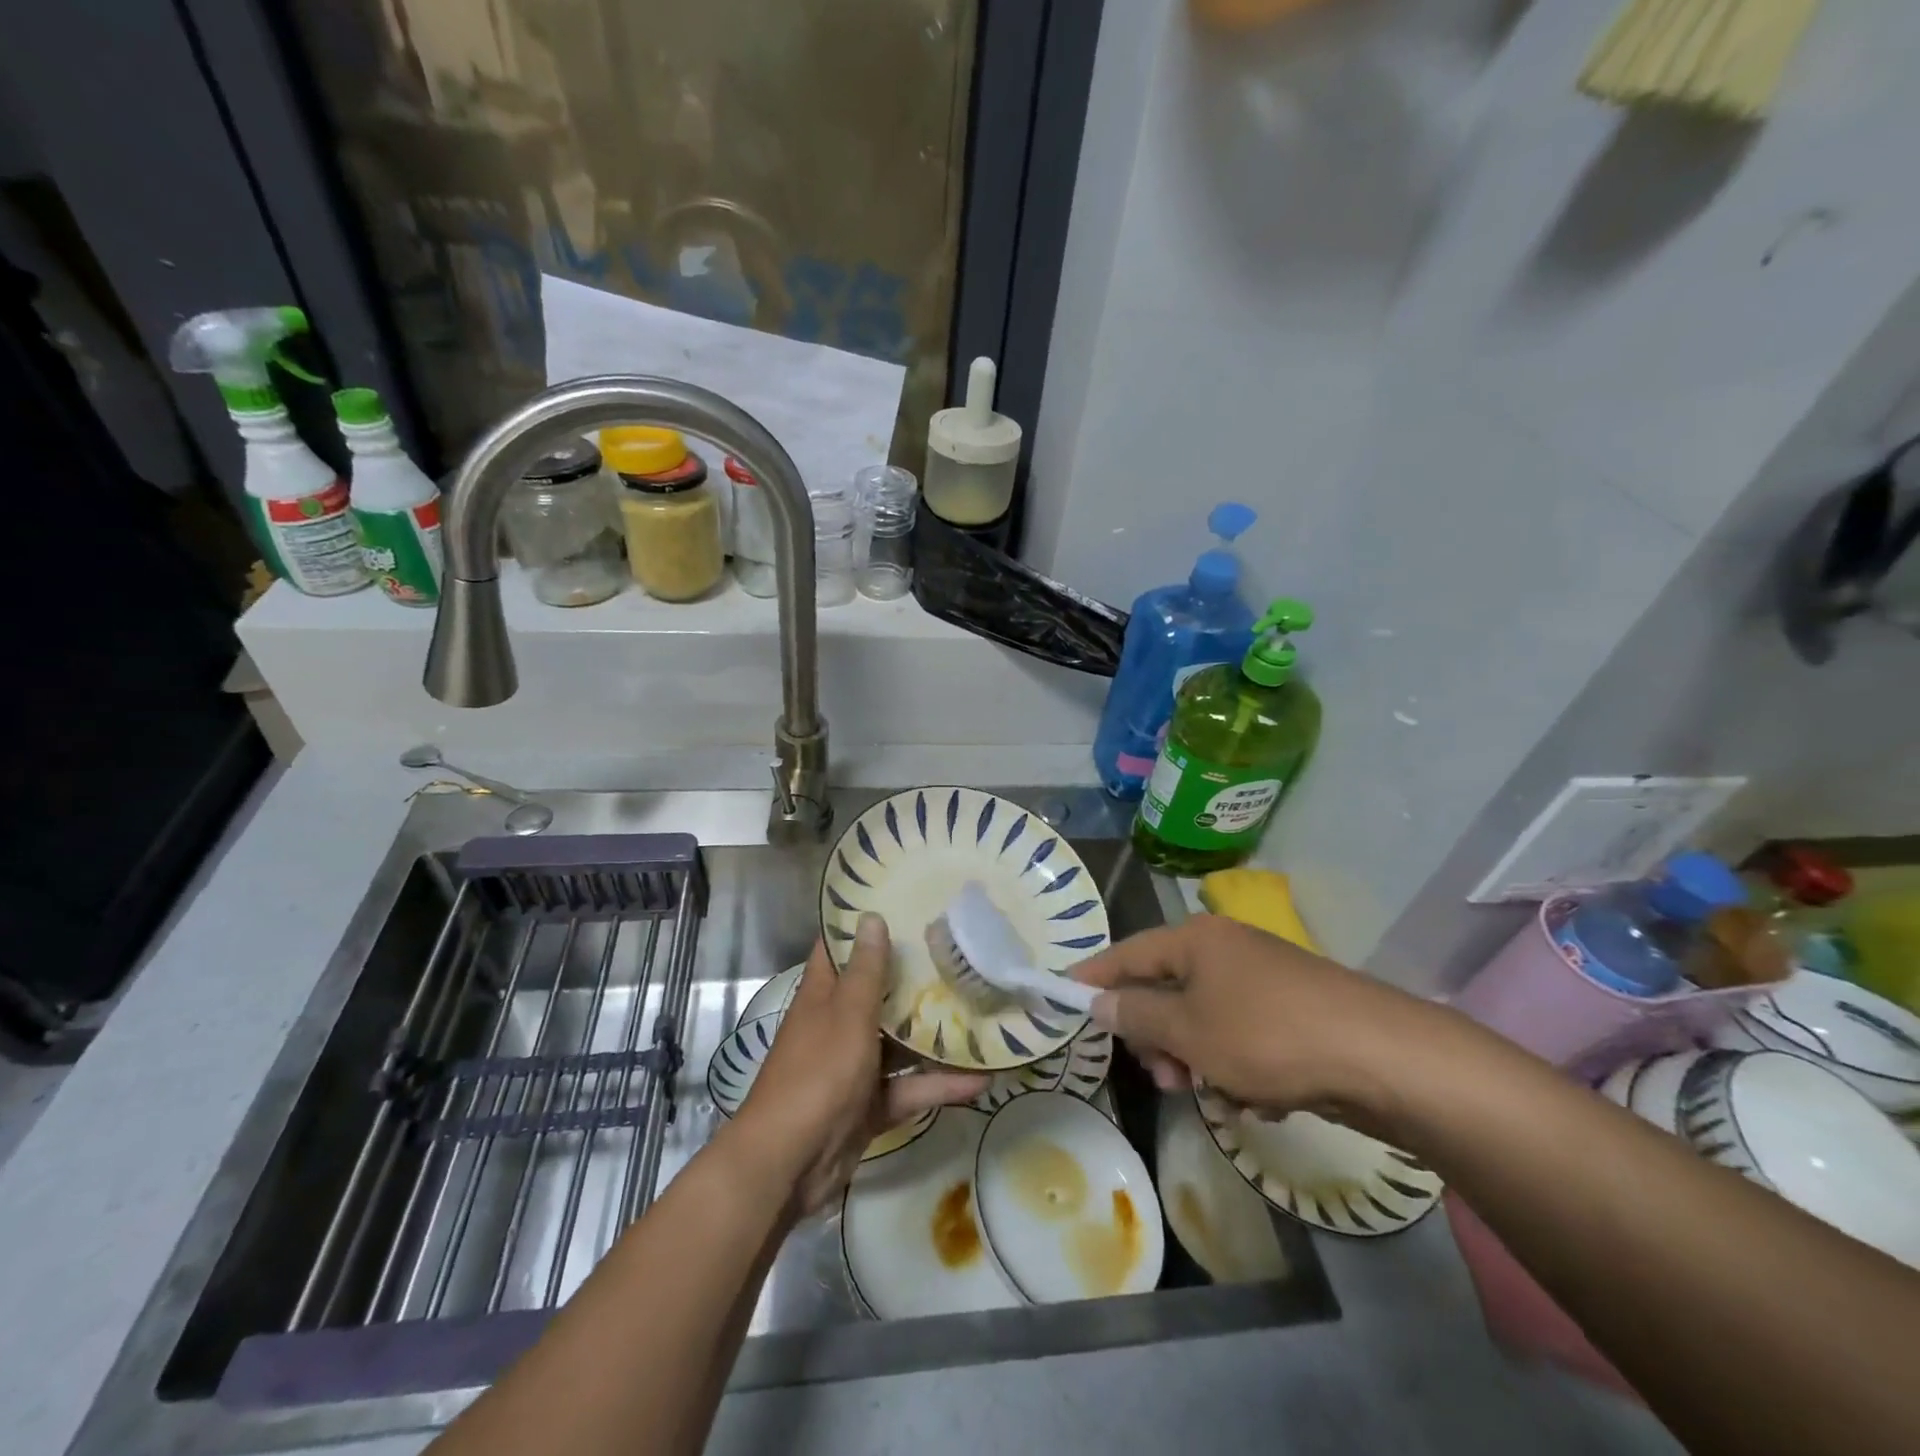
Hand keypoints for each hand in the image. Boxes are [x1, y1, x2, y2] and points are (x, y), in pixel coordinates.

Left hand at [733, 917, 986, 1213]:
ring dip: (935, 1034)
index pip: (840, 948)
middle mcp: (838, 1023)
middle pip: (878, 992)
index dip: (864, 925)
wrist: (789, 1163)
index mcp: (823, 994)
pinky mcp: (871, 1103)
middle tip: (959, 953)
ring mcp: (855, 1065)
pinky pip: (910, 1086)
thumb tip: (872, 916)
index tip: (904, 903)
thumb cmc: (817, 1073)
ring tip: (982, 1012)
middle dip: (914, 977)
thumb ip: (866, 971)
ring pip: (900, 1041)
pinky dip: (940, 1084)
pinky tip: (982, 1079)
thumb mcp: (847, 1014)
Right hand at [1072, 915, 1441, 1133]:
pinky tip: (1262, 1097)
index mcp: (1195, 940)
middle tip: (1166, 1079)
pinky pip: (1243, 1039)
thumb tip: (1097, 1002)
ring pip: (1205, 1022)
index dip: (1094, 977)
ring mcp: (1263, 981)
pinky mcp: (1293, 1013)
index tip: (1064, 996)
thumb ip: (1137, 1016)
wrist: (1383, 1058)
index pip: (1127, 954)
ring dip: (1201, 1061)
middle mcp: (1226, 950)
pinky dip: (1241, 1069)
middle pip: (1168, 992)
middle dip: (1161, 1040)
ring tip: (1221, 1096)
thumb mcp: (1189, 1031)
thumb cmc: (1267, 1036)